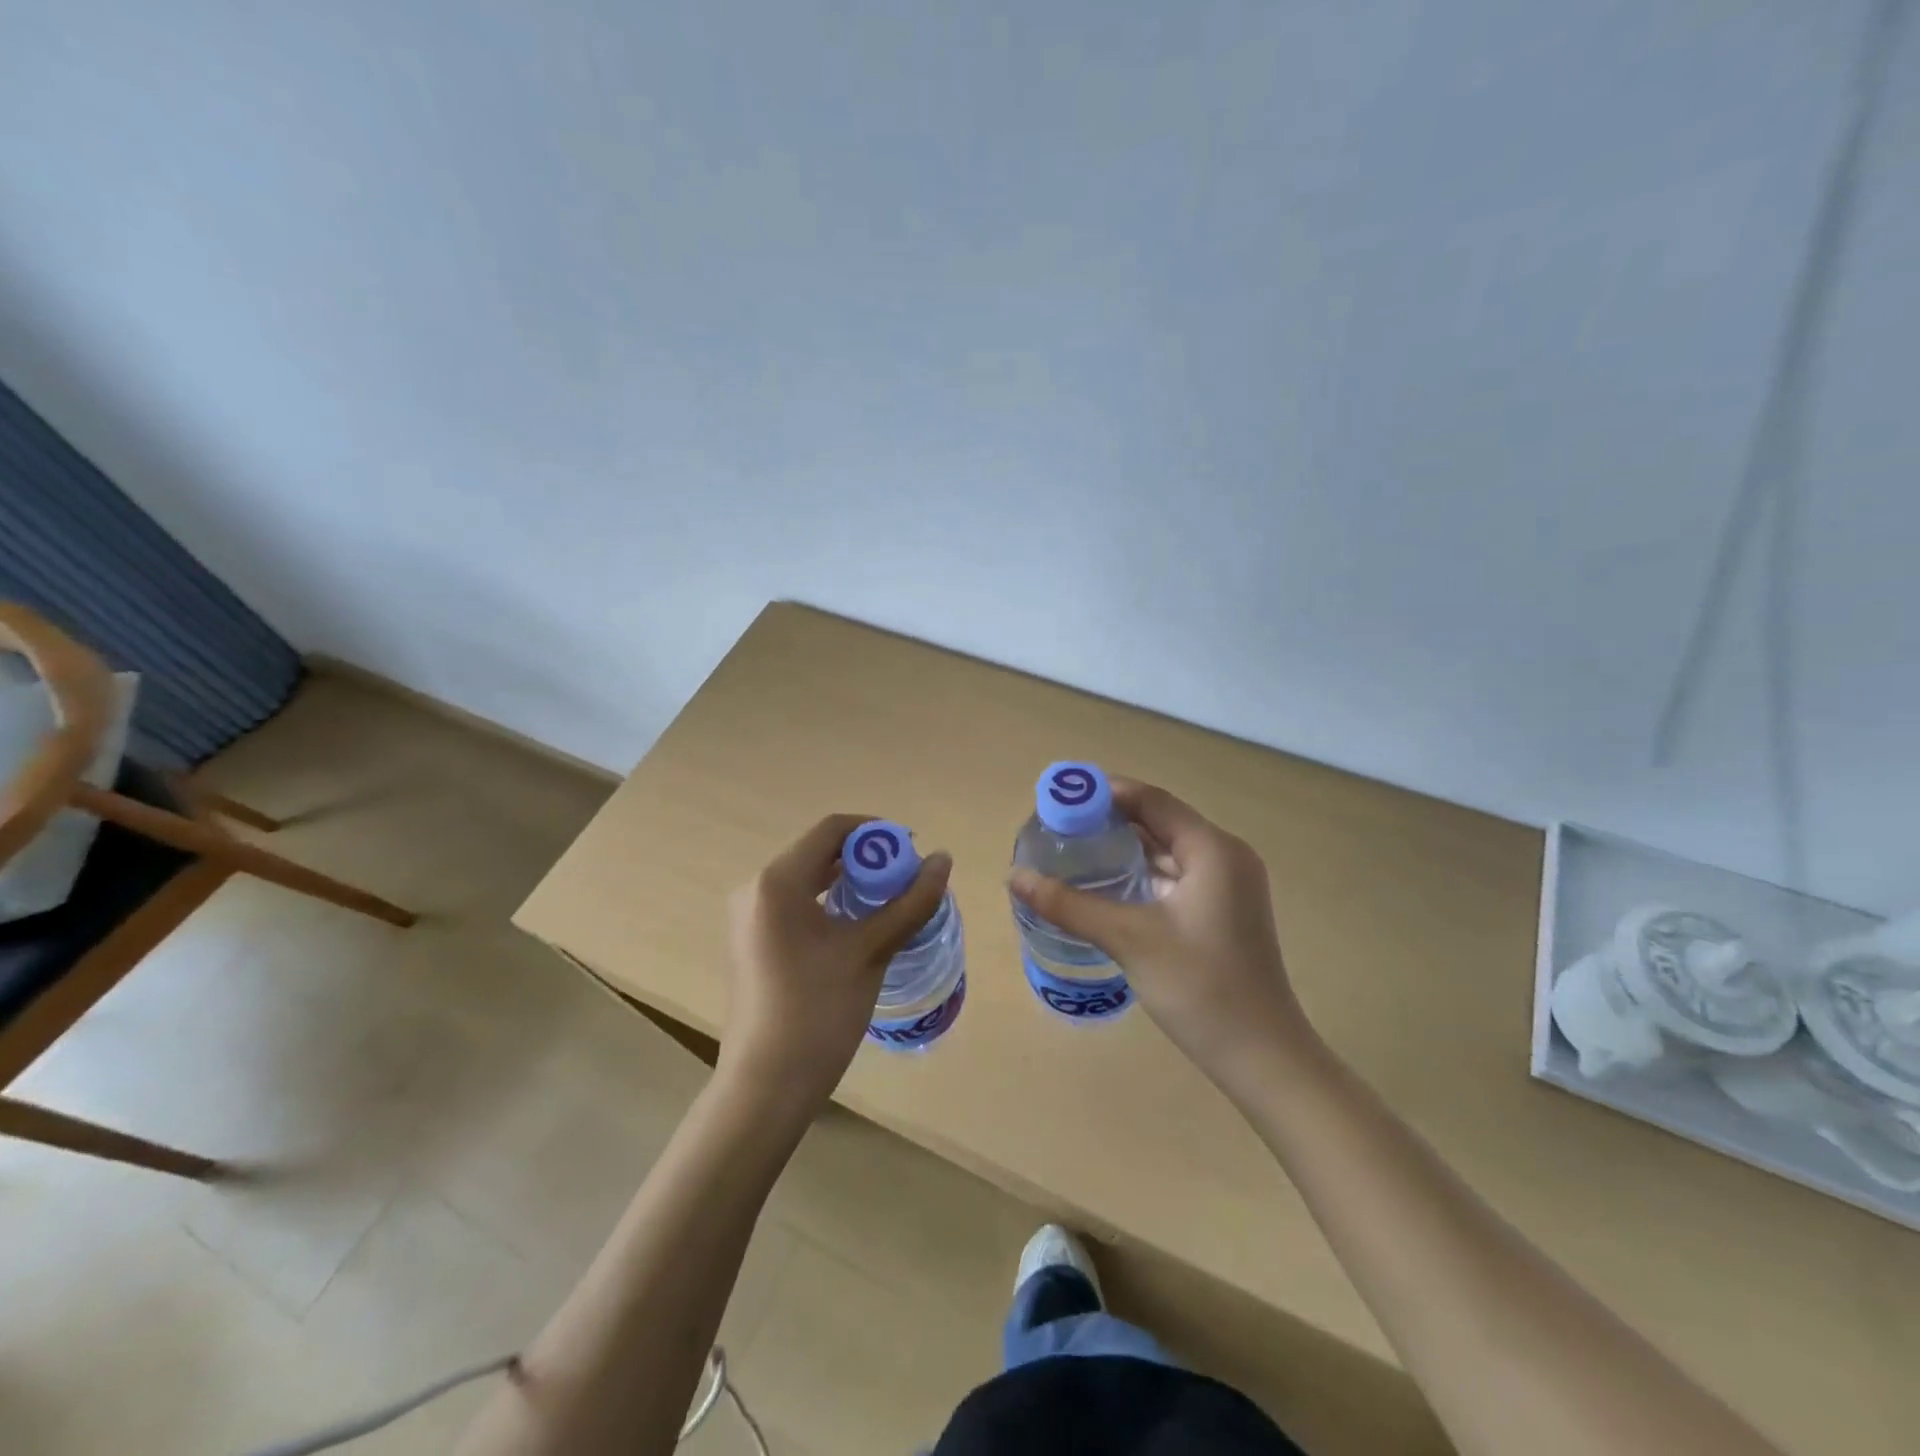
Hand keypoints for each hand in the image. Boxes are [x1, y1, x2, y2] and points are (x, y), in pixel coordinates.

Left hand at [721, 813, 952, 1114]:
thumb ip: (910, 902)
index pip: (832, 830)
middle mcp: (755, 888)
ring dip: (851, 882)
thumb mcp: (870, 952)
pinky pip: (796, 903)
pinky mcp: (752, 940)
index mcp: (777, 881)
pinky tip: (859, 926)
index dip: (875, 832)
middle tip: (908, 879)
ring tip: (891, 902)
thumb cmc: (818, 1013)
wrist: (766, 1087)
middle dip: (867, 859)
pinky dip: (831, 903)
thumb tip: (944, 860)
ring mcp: (749, 916)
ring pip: (809, 879)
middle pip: (819, 852)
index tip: (912, 851)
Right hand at [1008, 778, 1312, 1087]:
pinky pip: (1175, 877)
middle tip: (1058, 826)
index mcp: (1213, 849)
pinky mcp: (1223, 912)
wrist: (1262, 1058)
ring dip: (1124, 848)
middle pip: (1159, 821)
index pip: (1151, 800)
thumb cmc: (1200, 988)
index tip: (1059, 798)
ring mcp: (1228, 886)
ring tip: (1073, 850)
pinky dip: (1140, 874)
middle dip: (1109, 820)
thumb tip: (1014, 876)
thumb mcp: (1129, 939)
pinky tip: (1106, 885)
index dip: (1104, 793)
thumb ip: (1069, 904)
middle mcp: (1225, 857)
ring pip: (1167, 851)